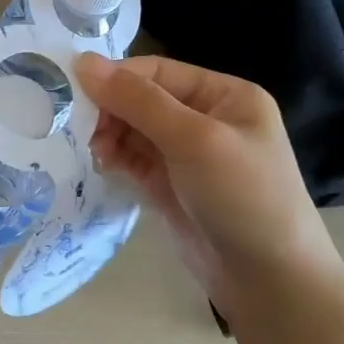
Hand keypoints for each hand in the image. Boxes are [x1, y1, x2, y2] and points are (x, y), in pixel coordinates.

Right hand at [74, 53, 343, 317]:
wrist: (269, 281)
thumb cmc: (243, 197)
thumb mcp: (194, 140)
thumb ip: (139, 101)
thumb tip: (83, 61)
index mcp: (224, 95)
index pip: (158, 71)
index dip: (117, 77)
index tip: (74, 92)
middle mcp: (205, 117)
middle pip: (142, 98)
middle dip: (111, 109)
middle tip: (82, 129)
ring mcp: (186, 153)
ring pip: (133, 129)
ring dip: (109, 134)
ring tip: (95, 152)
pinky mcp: (169, 184)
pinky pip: (132, 158)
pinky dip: (114, 157)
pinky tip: (102, 164)